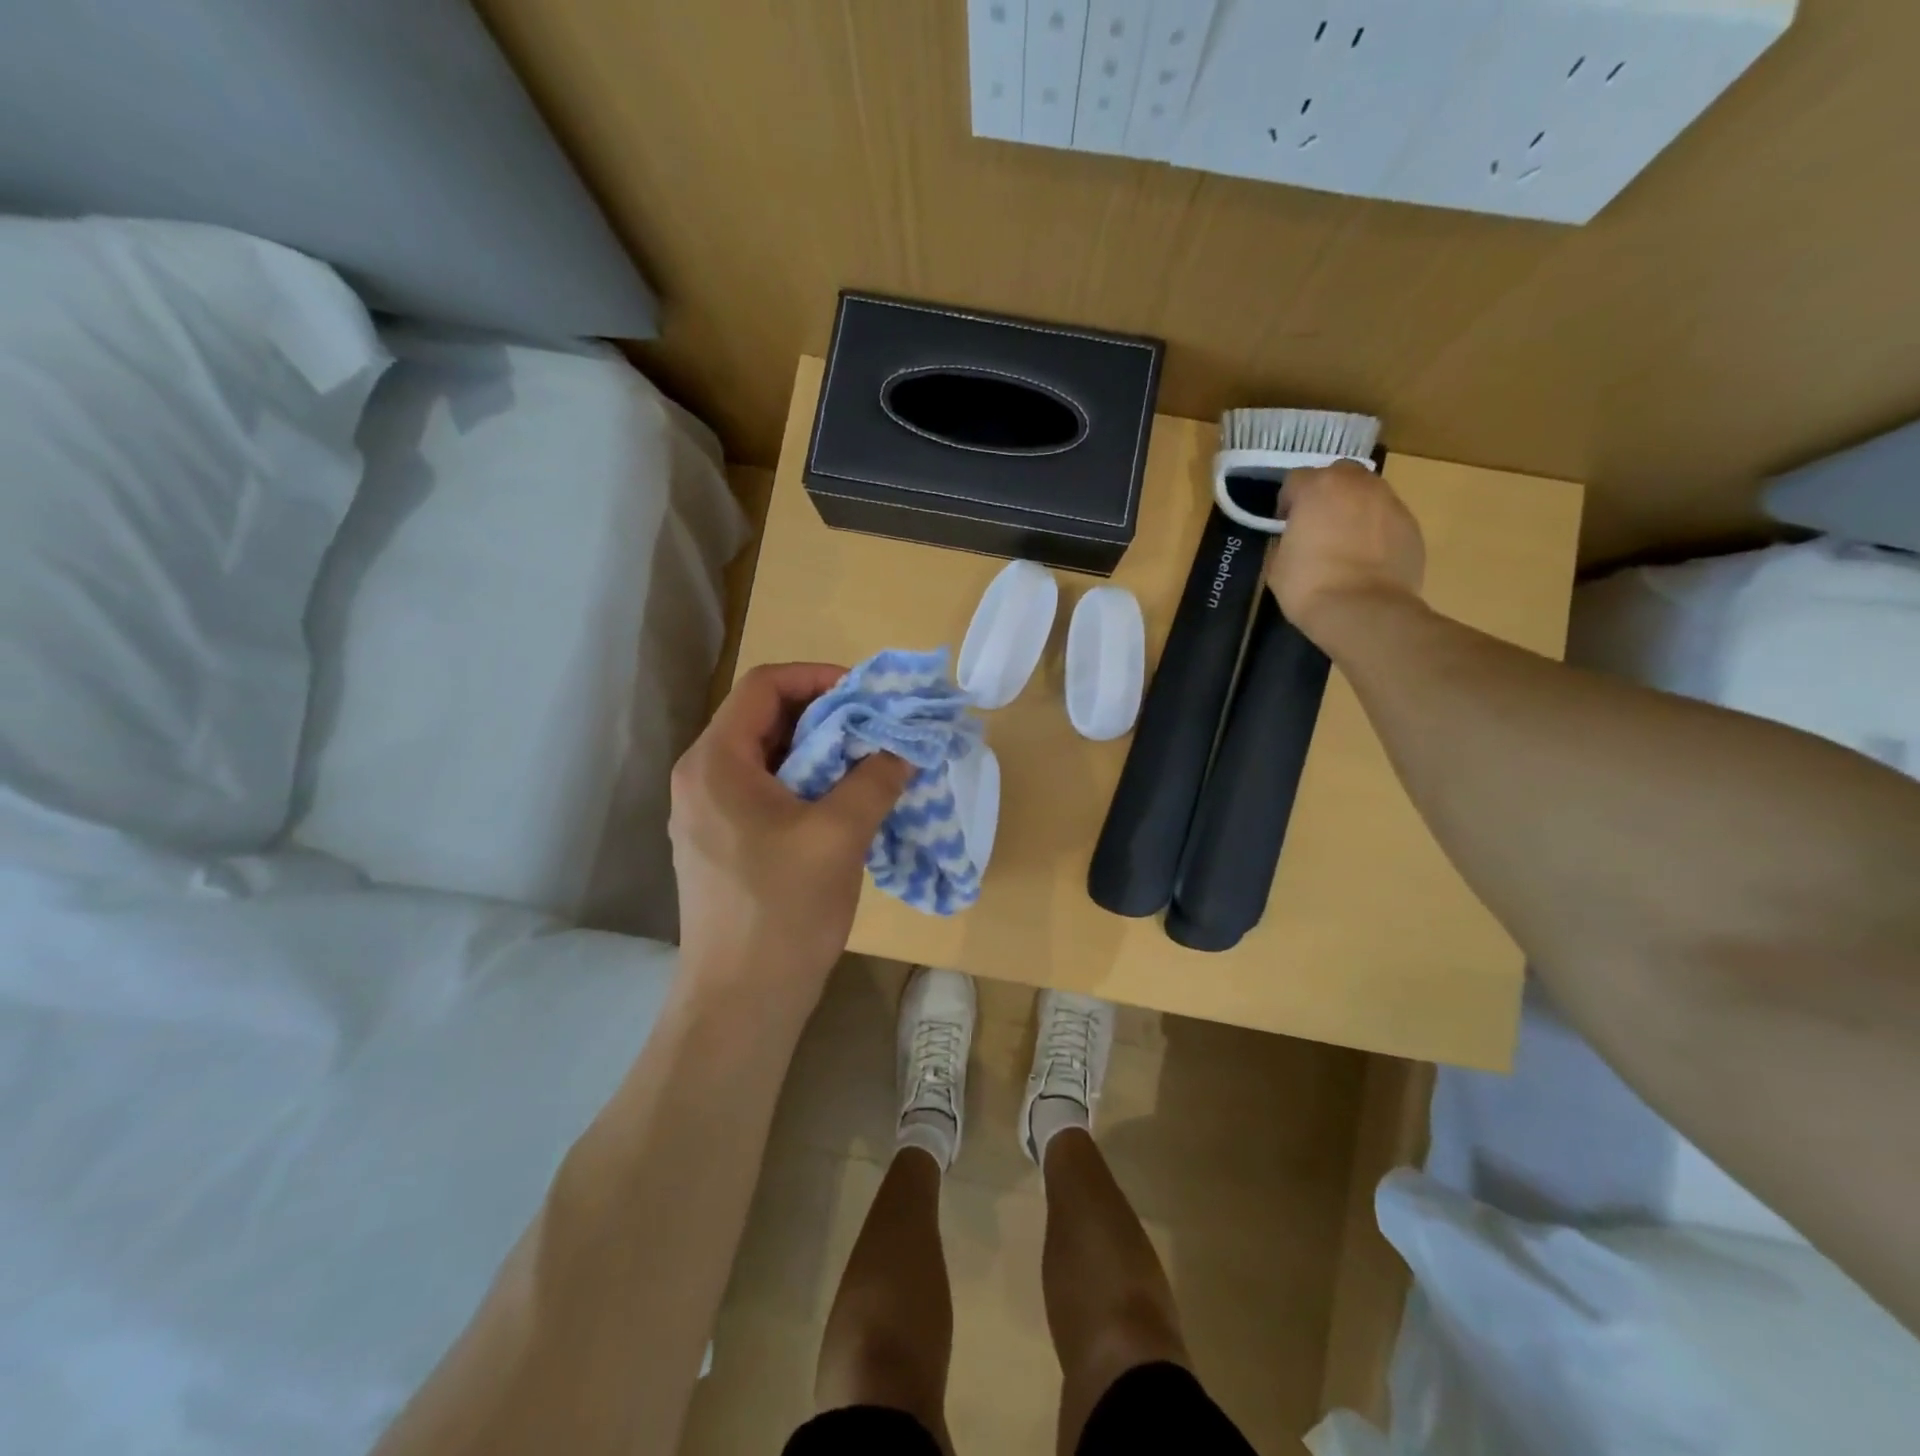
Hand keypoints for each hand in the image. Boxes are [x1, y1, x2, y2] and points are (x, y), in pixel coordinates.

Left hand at [669, 663, 912, 1005]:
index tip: (868, 695)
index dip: (819, 677)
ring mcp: (706, 813)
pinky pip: (764, 791)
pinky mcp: (720, 843)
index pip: (764, 686)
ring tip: (868, 764)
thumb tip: (904, 747)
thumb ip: (875, 779)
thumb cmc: (783, 910)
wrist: (741, 1002)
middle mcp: (701, 777)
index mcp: (716, 762)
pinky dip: (805, 784)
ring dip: (820, 752)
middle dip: (826, 716)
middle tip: (877, 729)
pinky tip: (843, 804)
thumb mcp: (839, 835)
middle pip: (764, 718)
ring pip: (767, 757)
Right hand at [1264, 461, 1425, 643]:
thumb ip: (1286, 539)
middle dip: (1326, 493)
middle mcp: (1358, 484)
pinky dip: (1376, 529)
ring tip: (1345, 541)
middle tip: (1317, 525)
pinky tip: (1367, 558)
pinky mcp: (1411, 524)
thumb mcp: (1277, 563)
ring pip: (1367, 493)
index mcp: (1318, 487)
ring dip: (1354, 508)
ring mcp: (1390, 502)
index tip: (1285, 525)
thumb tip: (1294, 538)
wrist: (1363, 610)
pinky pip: (1386, 517)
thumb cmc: (1309, 585)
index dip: (1287, 502)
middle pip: (1338, 474)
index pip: (1296, 479)